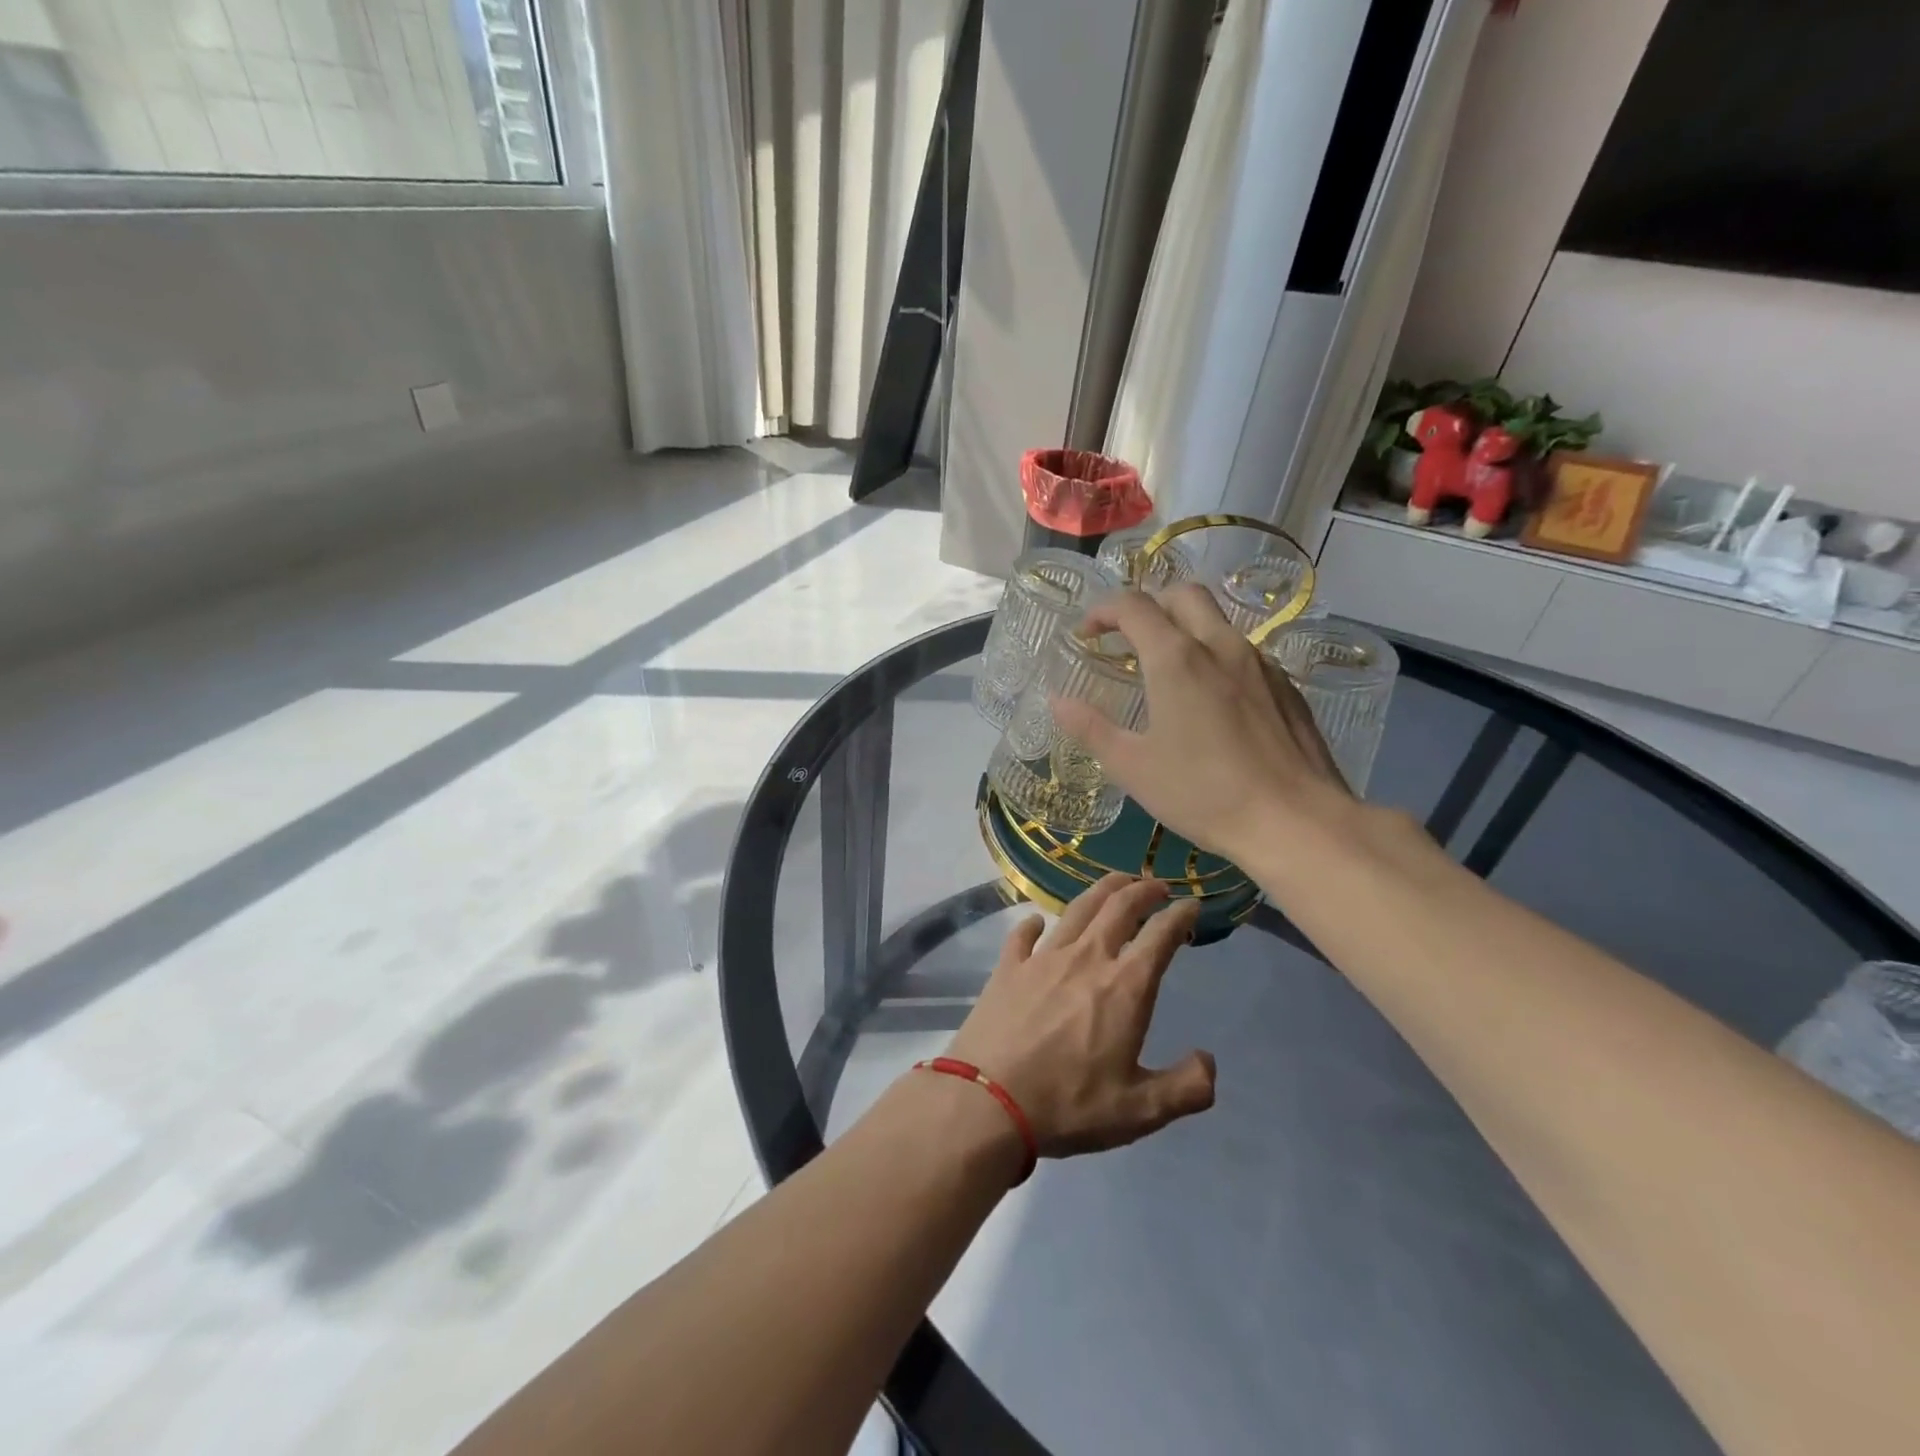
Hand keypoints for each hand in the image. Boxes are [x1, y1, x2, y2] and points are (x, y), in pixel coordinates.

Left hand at [945, 875, 1215, 1158]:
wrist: (988, 1100)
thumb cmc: (1069, 1105)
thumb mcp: (1140, 1111)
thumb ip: (1186, 1087)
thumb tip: (1209, 1060)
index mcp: (1124, 987)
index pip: (1160, 936)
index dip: (1180, 916)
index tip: (1192, 905)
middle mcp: (1086, 958)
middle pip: (1118, 907)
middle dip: (1142, 889)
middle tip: (1156, 884)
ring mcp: (1043, 958)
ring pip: (1077, 909)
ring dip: (1101, 890)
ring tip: (1115, 883)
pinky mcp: (1008, 967)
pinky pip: (1024, 934)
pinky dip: (1035, 923)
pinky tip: (1039, 921)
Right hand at [1051, 585, 1351, 862]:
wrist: (1295, 820)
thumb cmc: (1203, 793)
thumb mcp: (1133, 767)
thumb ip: (1091, 728)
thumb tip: (1057, 702)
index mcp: (1176, 659)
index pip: (1133, 606)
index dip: (1102, 611)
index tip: (1086, 634)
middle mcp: (1220, 646)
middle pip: (1182, 595)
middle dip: (1149, 605)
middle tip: (1128, 639)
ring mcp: (1259, 663)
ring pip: (1217, 621)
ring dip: (1185, 628)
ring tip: (1167, 670)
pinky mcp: (1285, 686)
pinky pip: (1243, 652)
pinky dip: (1215, 656)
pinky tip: (1212, 700)